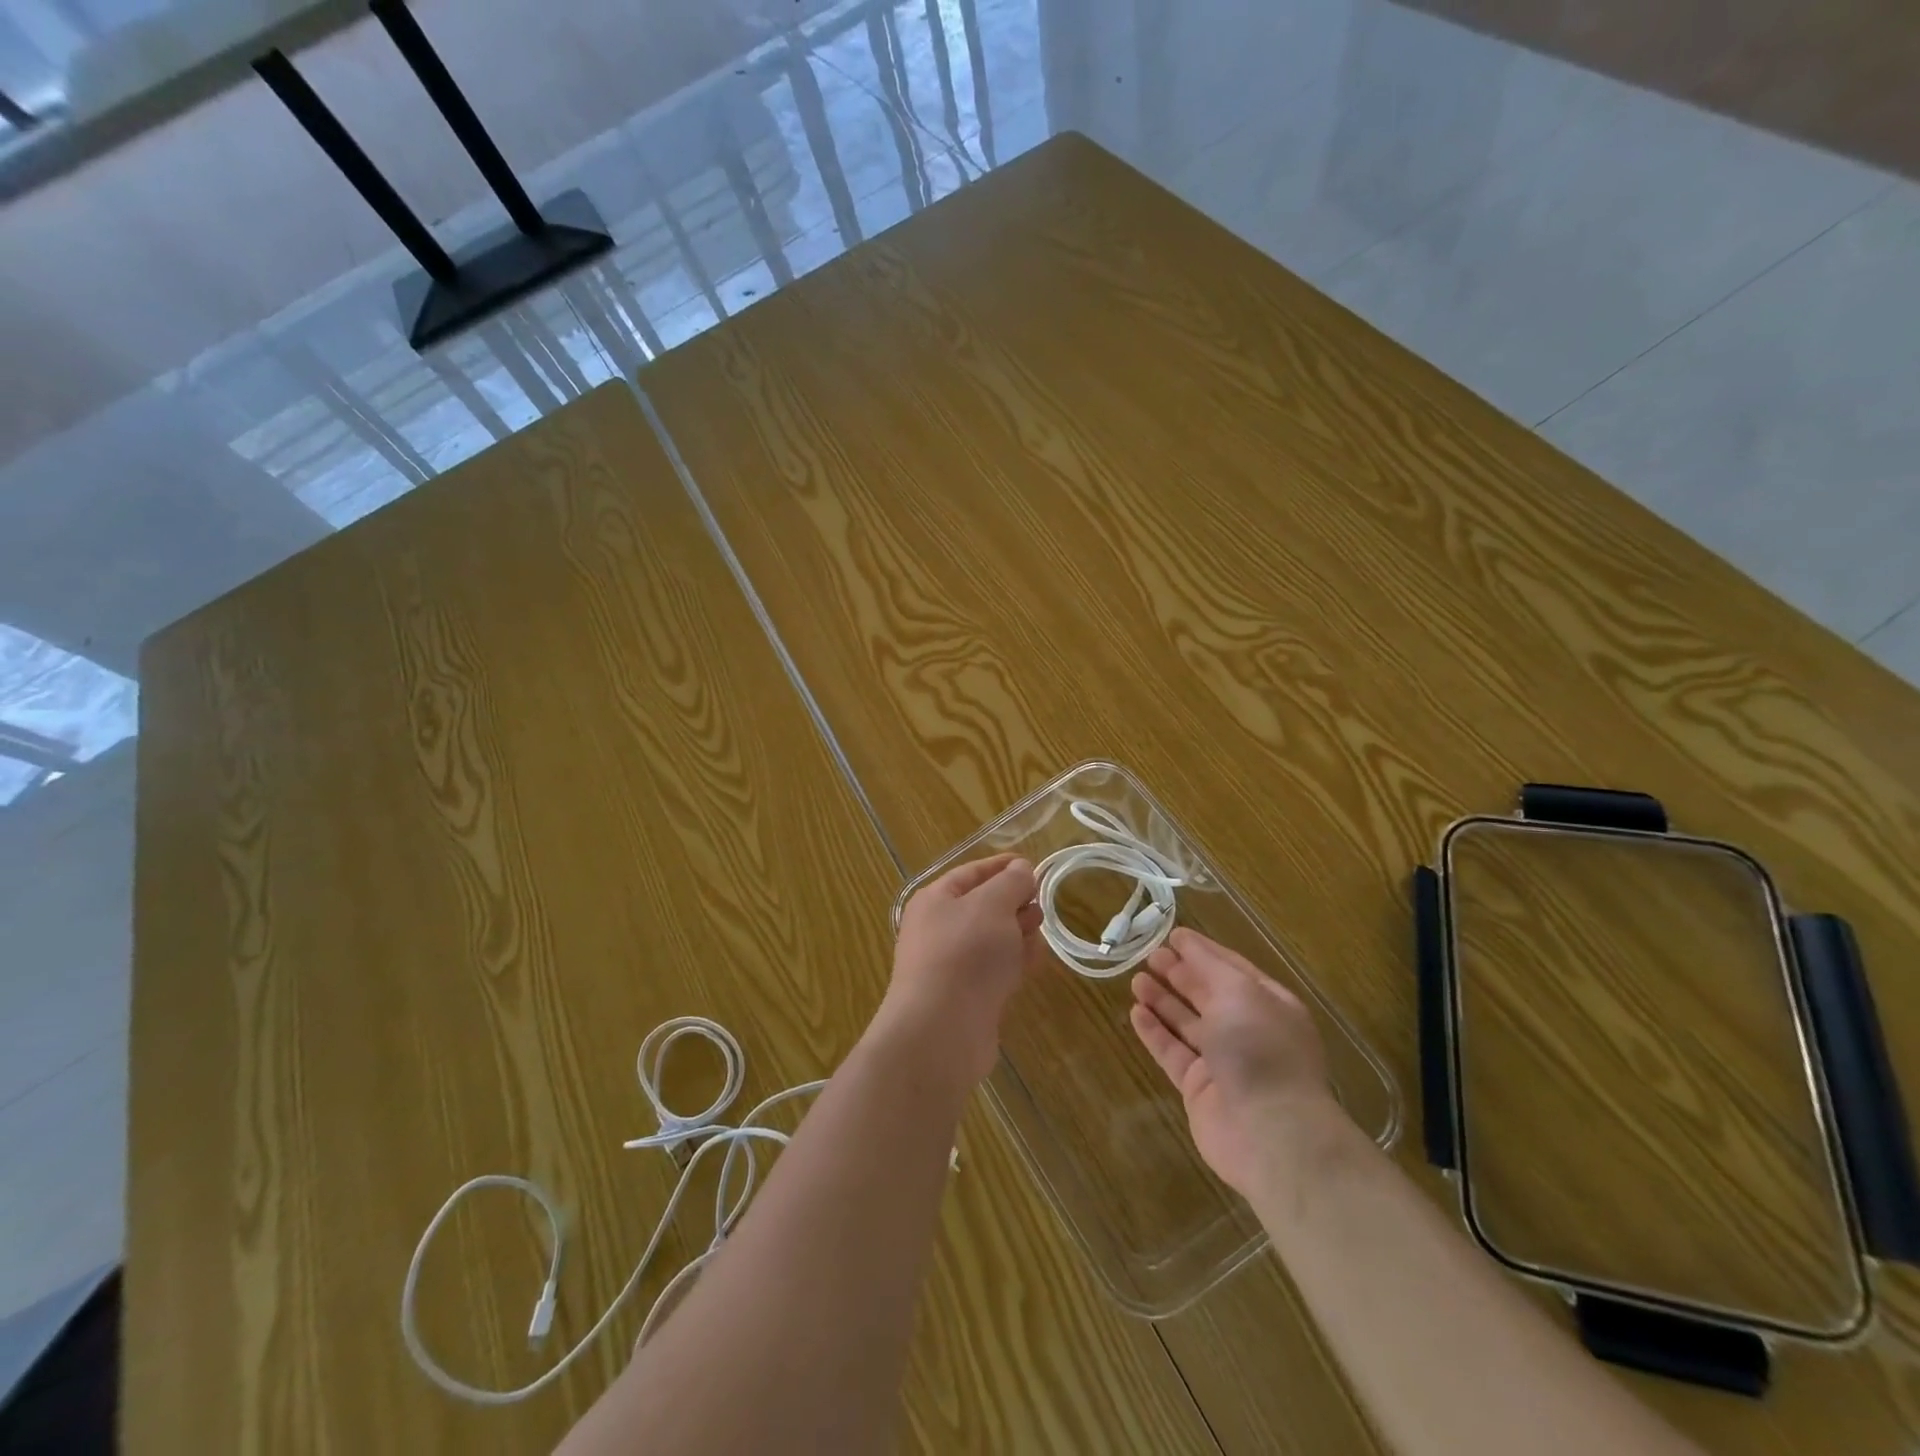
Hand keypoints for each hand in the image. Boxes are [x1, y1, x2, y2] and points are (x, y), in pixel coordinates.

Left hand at [879, 854, 1041, 1086]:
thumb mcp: (992, 905)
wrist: (941, 1031)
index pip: (973, 872)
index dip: (1003, 866)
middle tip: (1041, 903)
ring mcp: (952, 964)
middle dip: (1014, 902)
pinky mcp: (968, 996)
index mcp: (936, 900)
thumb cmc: (964, 954)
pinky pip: (995, 969)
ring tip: (1039, 934)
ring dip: (1018, 933)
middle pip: (984, 906)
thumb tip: (1020, 870)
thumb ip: (1011, 883)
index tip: (1035, 865)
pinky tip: (1033, 963)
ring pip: (993, 939)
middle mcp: (939, 929)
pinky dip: (1014, 963)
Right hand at [1128, 928, 1341, 1195]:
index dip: (1203, 951)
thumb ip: (1209, 964)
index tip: (1173, 935)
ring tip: (1136, 979)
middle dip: (1180, 974)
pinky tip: (1136, 1013)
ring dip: (1163, 1000)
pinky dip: (1155, 1032)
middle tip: (1149, 955)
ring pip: (1188, 1024)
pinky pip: (1173, 1053)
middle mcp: (1249, 1031)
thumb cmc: (1260, 1048)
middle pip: (1208, 995)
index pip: (1232, 968)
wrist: (1270, 1131)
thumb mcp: (1240, 991)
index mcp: (1269, 1005)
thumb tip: (1186, 942)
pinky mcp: (1200, 1089)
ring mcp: (1224, 1062)